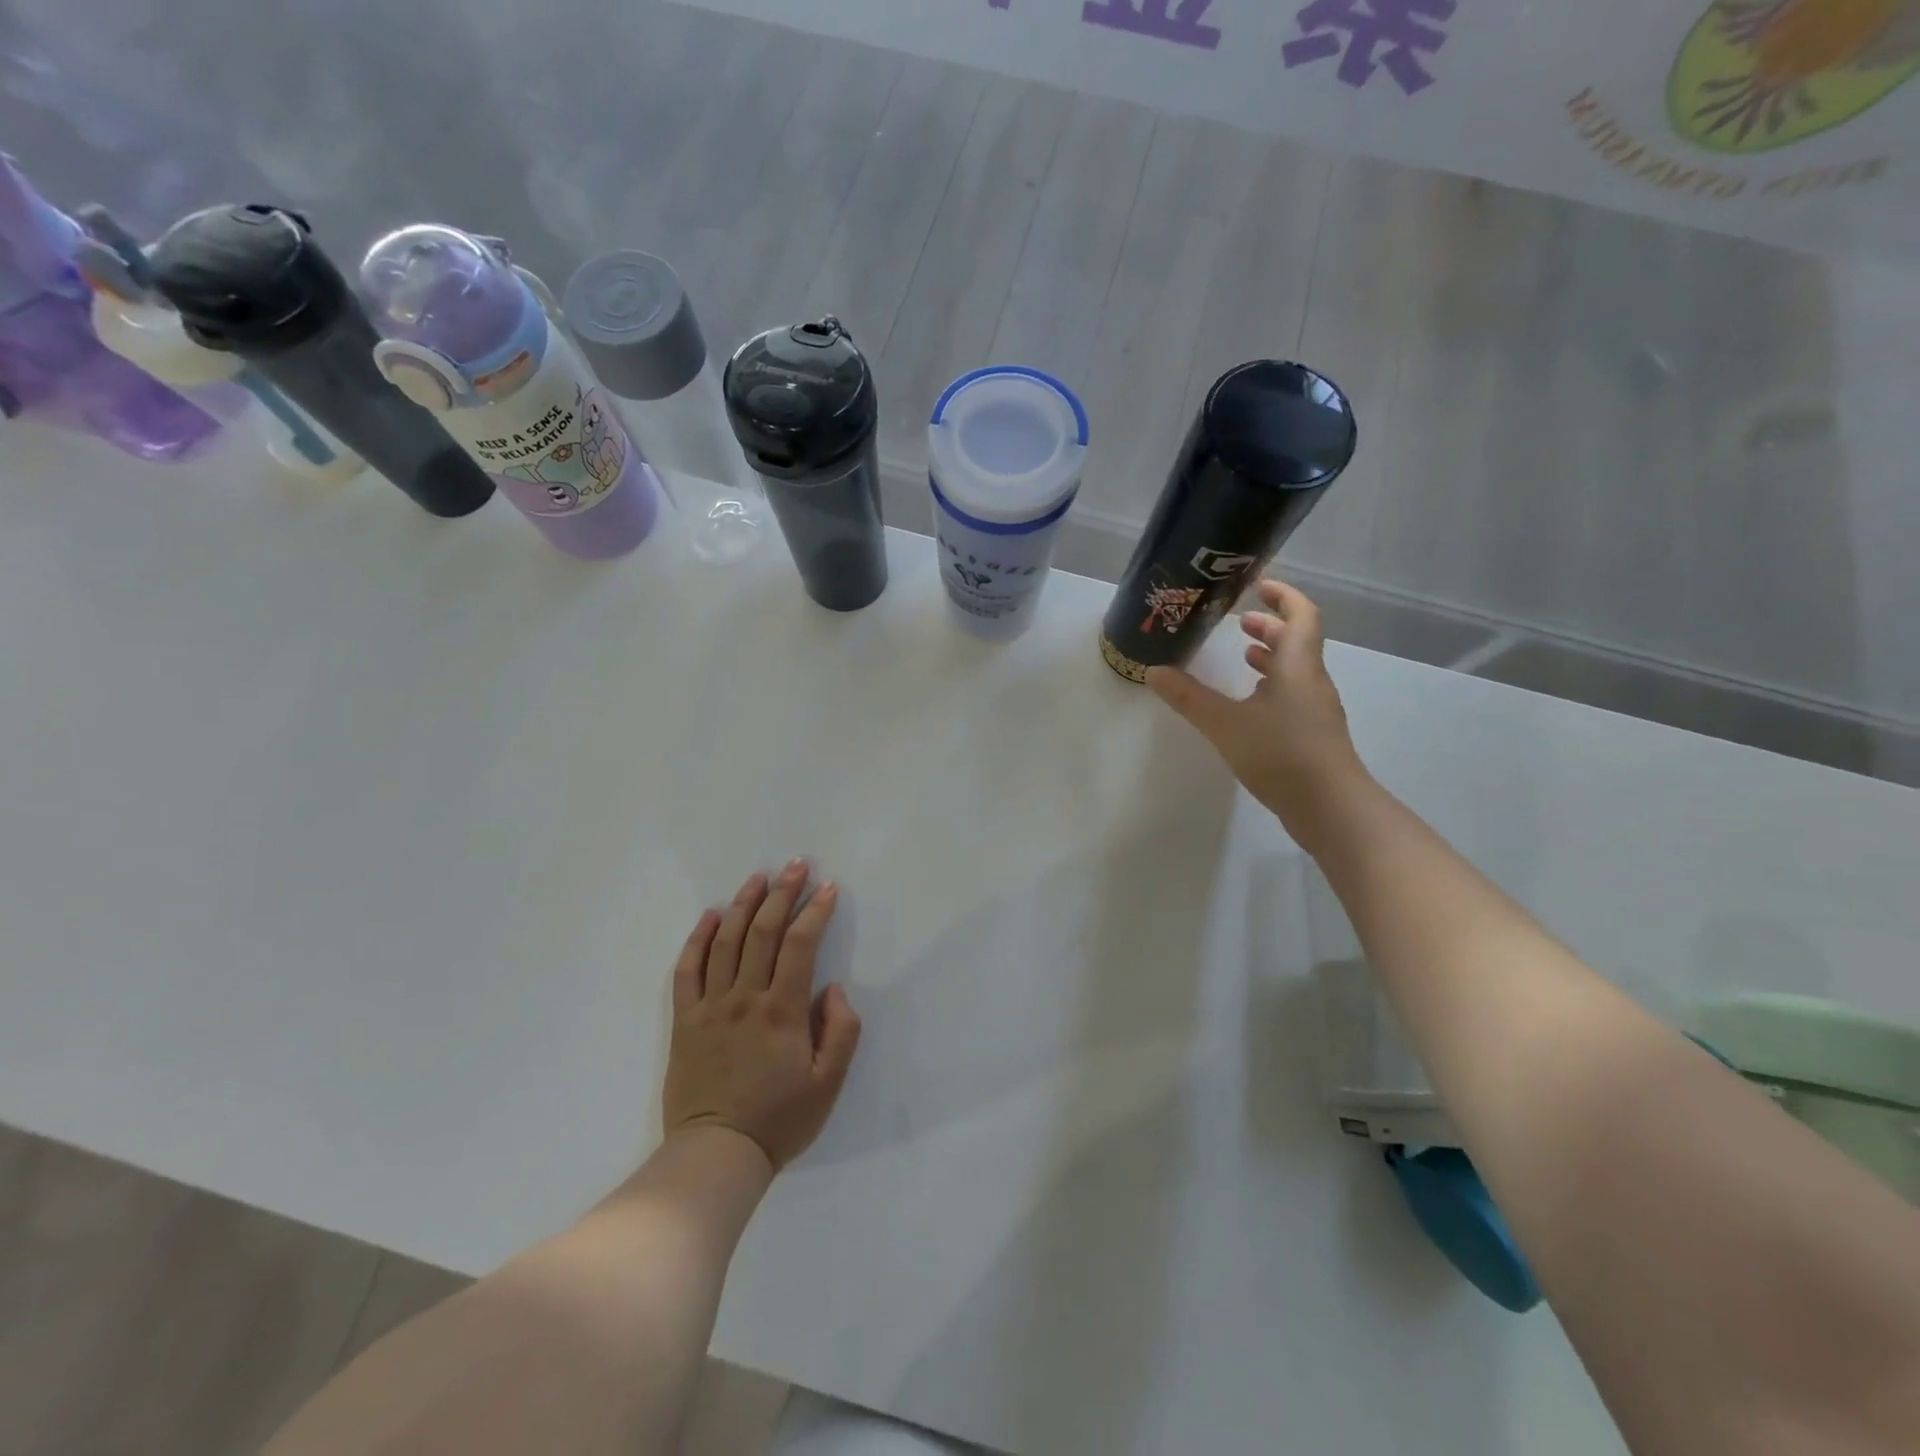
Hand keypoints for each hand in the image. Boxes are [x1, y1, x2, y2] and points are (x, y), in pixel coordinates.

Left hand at [662, 863, 861, 1172]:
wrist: (715, 1156)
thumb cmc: (779, 1120)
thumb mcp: (828, 1084)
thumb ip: (840, 1031)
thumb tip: (833, 988)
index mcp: (782, 1011)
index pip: (800, 945)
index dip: (815, 912)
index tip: (828, 888)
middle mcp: (745, 998)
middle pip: (763, 932)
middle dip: (782, 894)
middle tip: (796, 865)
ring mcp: (710, 1006)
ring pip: (725, 942)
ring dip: (743, 904)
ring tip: (758, 878)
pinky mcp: (685, 1021)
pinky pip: (687, 970)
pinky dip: (697, 939)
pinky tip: (710, 916)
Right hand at [1146, 578, 1367, 849]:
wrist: (1330, 807)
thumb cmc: (1280, 754)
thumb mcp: (1224, 723)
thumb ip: (1188, 697)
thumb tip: (1153, 671)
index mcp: (1297, 666)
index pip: (1301, 615)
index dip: (1283, 595)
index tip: (1257, 586)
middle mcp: (1311, 681)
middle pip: (1298, 641)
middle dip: (1270, 626)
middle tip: (1239, 624)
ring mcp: (1315, 710)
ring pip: (1295, 670)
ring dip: (1271, 657)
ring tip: (1242, 657)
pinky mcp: (1312, 735)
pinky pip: (1293, 694)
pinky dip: (1272, 686)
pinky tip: (1249, 705)